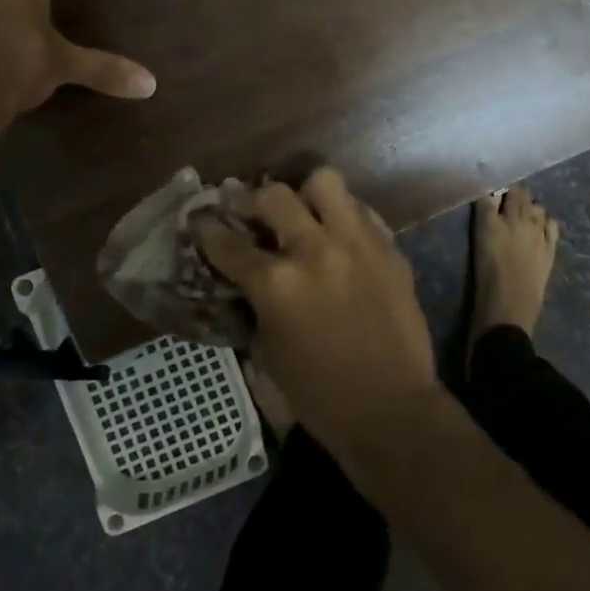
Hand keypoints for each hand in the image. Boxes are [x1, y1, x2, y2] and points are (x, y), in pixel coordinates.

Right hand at [196, 168, 436, 459]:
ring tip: (303, 211)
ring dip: (306, 193)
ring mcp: (357, 243)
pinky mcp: (389, 247)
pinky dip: (344, 216)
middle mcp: (314, 251)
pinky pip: (362, 211)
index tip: (199, 218)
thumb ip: (256, 303)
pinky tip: (340, 234)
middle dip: (252, 200)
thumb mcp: (268, 351)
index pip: (227, 242)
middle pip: (274, 195)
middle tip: (249, 210)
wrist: (390, 408)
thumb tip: (249, 276)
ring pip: (325, 182)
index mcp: (276, 284)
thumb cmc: (319, 394)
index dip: (205, 227)